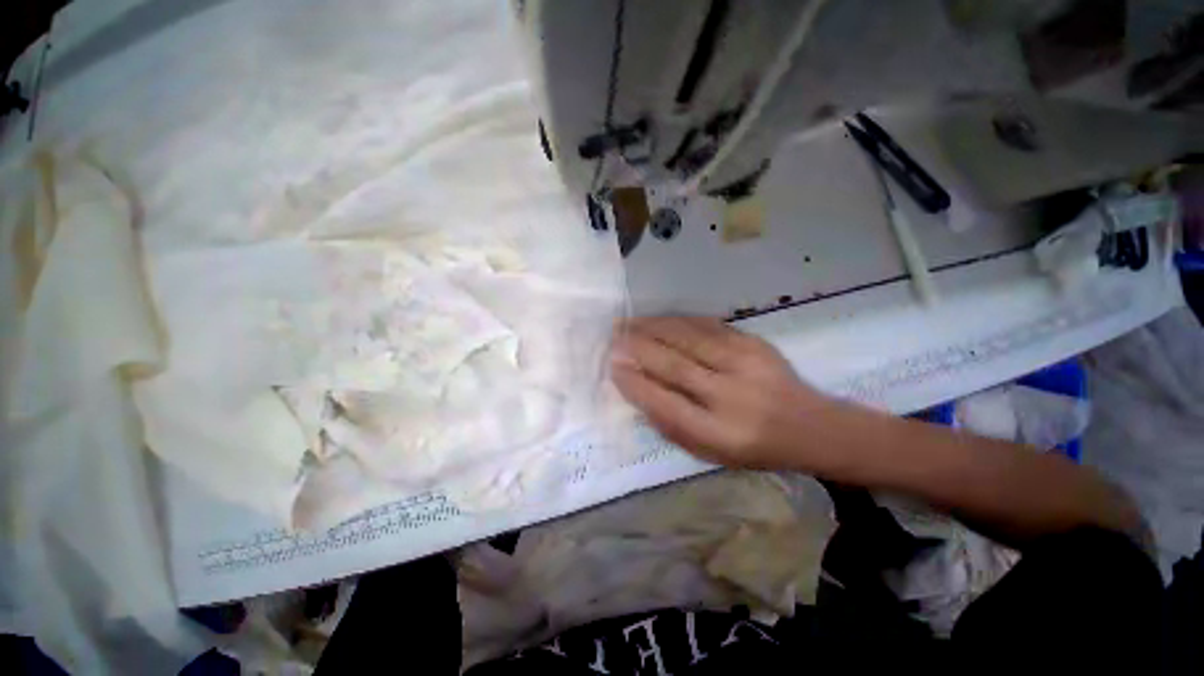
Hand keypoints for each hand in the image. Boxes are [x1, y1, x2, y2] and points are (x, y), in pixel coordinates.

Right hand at [610, 316, 833, 470]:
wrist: (811, 426)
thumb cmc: (752, 447)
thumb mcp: (709, 451)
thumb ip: (670, 424)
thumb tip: (637, 388)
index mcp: (720, 434)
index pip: (665, 404)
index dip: (635, 384)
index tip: (612, 366)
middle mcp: (732, 397)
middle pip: (674, 366)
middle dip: (638, 348)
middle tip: (613, 337)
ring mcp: (746, 364)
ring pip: (688, 339)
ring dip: (652, 328)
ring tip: (628, 323)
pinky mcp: (754, 342)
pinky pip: (707, 326)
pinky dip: (677, 320)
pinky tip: (659, 319)